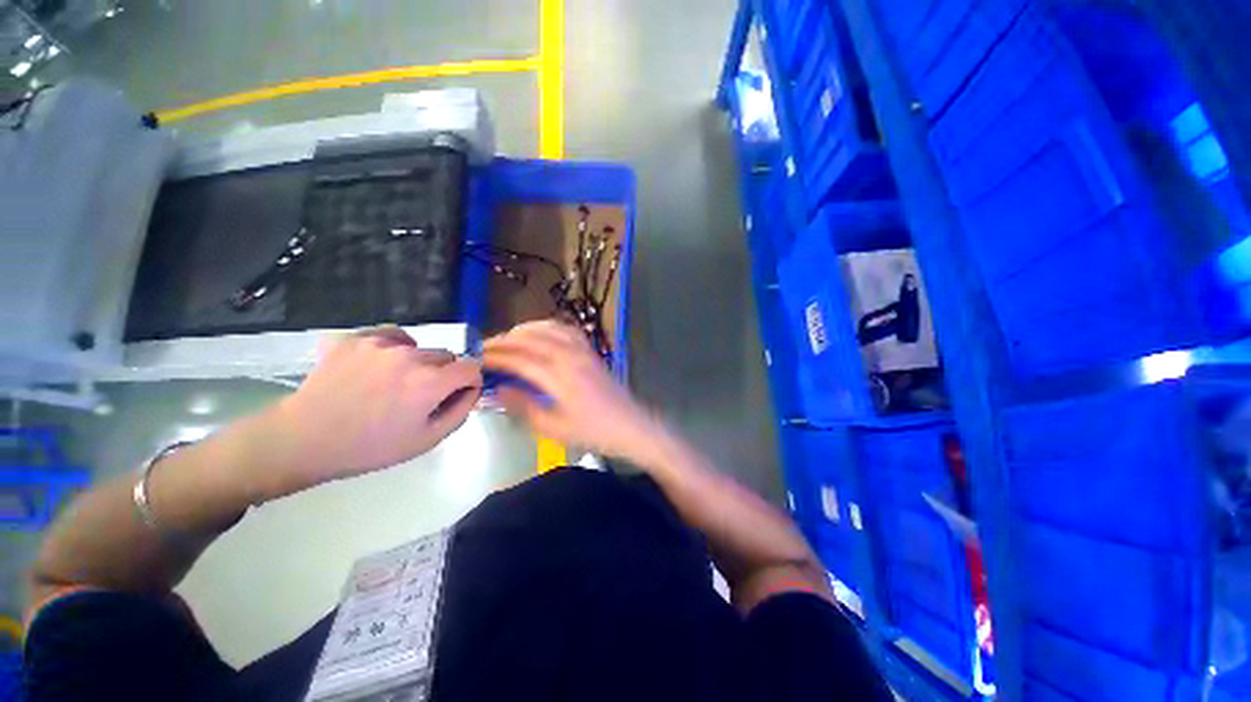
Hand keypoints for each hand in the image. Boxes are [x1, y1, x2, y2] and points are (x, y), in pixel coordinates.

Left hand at [257, 327, 482, 499]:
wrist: (304, 440)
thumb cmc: (369, 447)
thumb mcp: (426, 440)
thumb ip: (460, 411)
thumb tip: (473, 390)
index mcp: (431, 382)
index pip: (472, 368)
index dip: (470, 382)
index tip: (456, 394)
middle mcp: (411, 356)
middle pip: (448, 357)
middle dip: (444, 374)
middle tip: (421, 395)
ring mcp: (381, 344)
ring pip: (421, 347)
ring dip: (419, 362)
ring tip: (395, 382)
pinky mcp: (356, 338)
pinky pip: (392, 334)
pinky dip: (396, 346)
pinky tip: (383, 363)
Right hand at [483, 320, 659, 462]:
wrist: (629, 425)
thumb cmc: (592, 431)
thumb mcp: (554, 428)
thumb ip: (524, 407)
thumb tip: (499, 389)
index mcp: (559, 376)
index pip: (519, 360)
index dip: (495, 357)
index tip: (475, 359)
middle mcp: (570, 356)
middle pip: (530, 340)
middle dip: (504, 341)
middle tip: (484, 347)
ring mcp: (582, 350)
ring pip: (548, 329)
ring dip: (524, 330)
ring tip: (506, 338)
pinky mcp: (590, 350)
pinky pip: (567, 330)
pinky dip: (548, 327)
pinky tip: (540, 333)